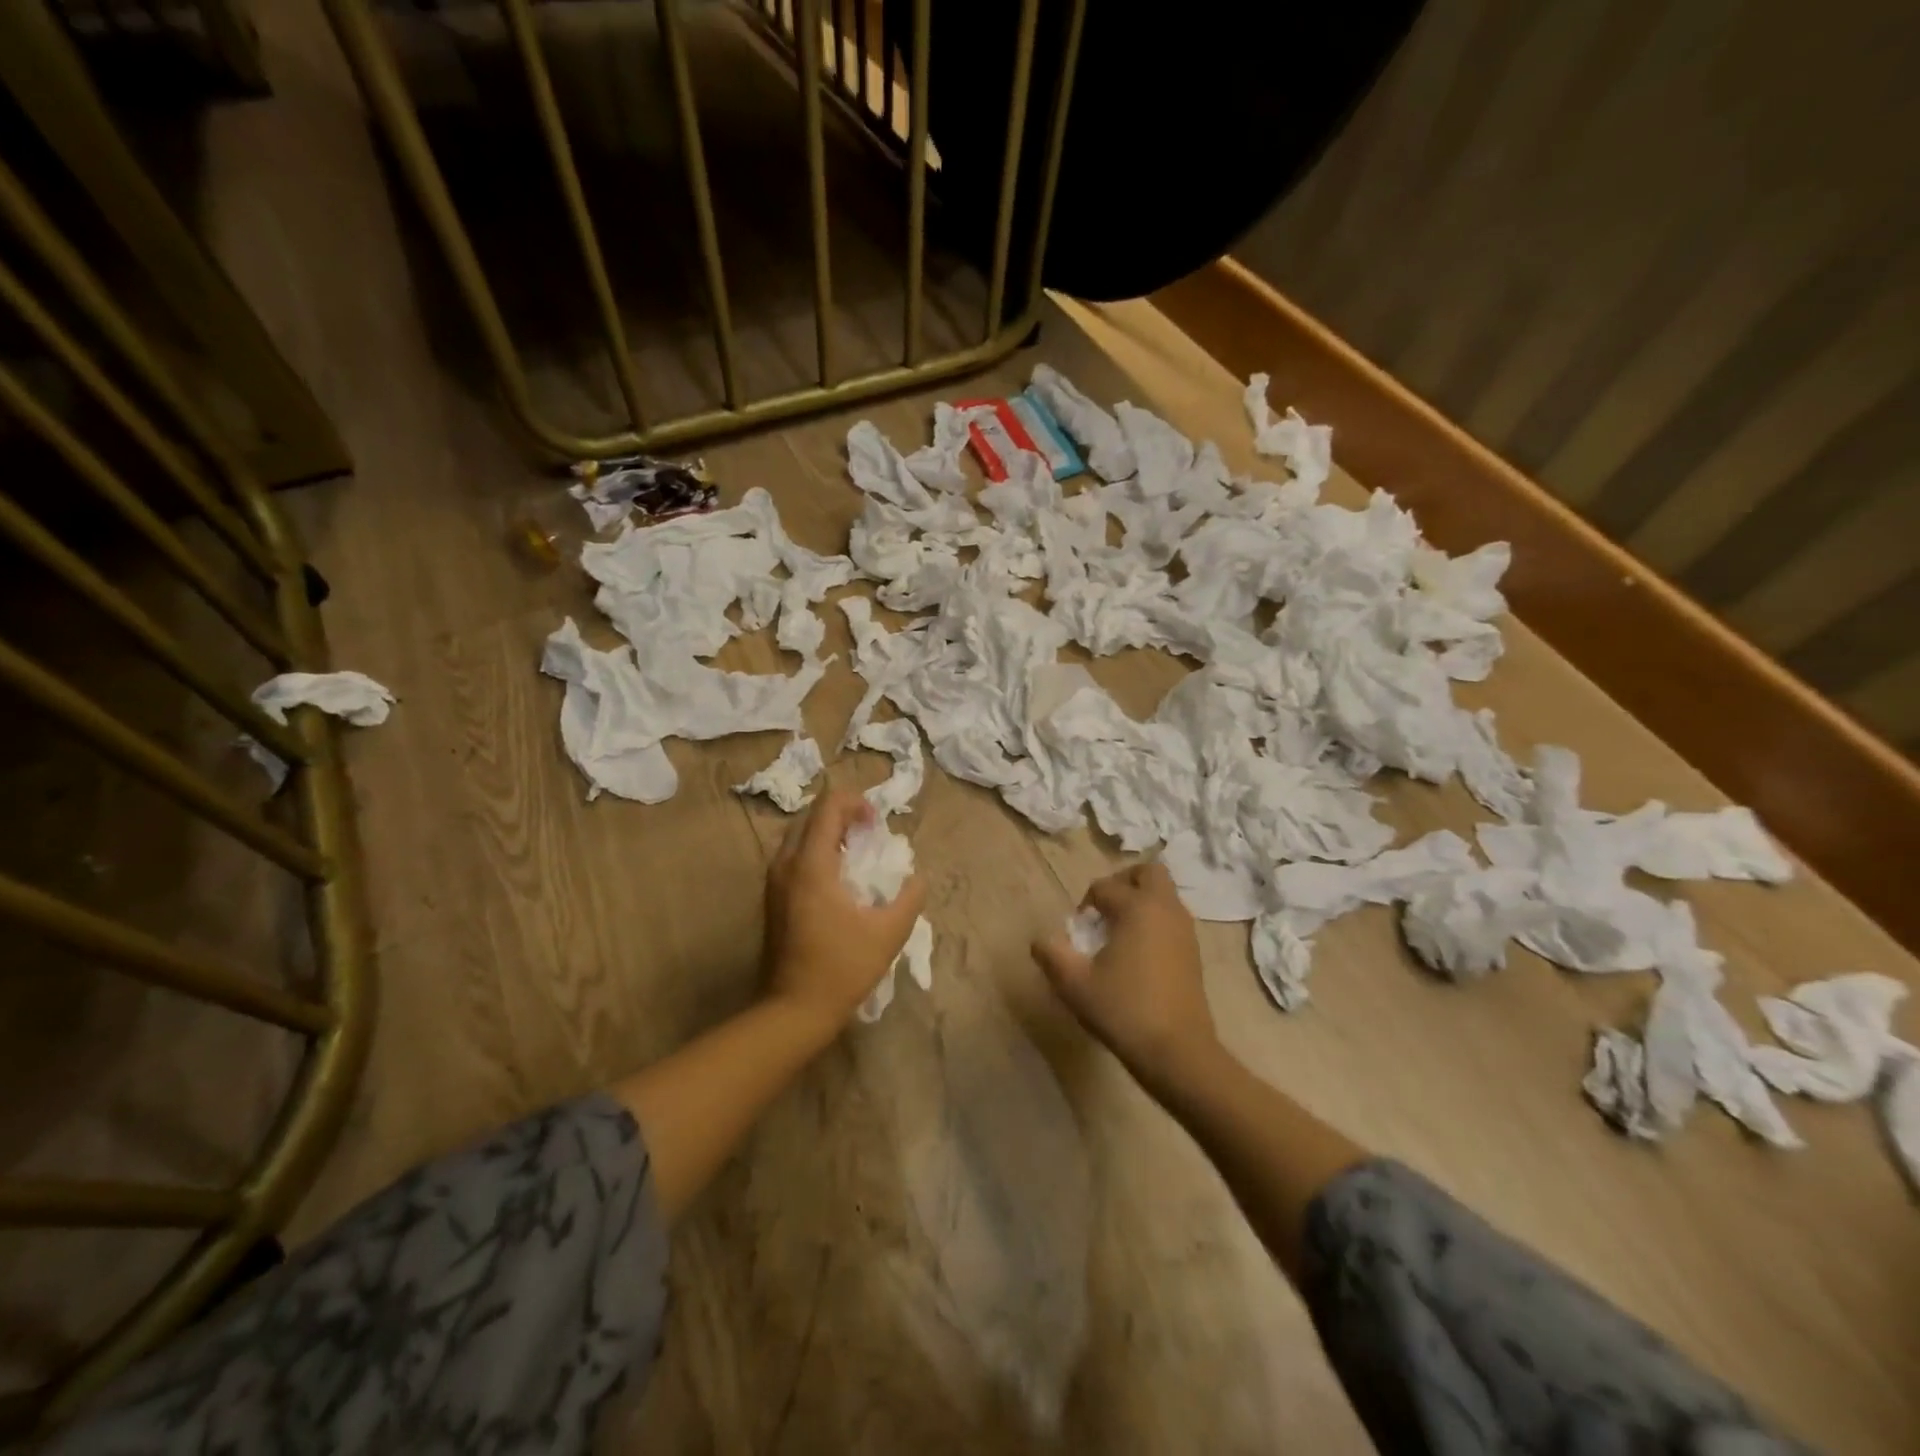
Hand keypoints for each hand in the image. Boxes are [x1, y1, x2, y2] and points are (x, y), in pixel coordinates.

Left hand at [763, 790, 926, 1035]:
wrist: (793, 1010)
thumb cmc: (842, 968)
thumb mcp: (889, 933)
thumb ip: (910, 897)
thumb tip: (916, 878)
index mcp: (812, 864)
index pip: (829, 805)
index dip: (857, 803)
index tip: (877, 826)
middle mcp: (786, 863)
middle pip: (811, 815)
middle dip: (843, 816)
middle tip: (869, 837)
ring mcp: (773, 881)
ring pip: (799, 835)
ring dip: (829, 833)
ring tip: (855, 855)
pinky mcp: (771, 897)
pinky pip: (793, 856)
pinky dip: (817, 852)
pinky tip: (838, 880)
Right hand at [1033, 862, 1218, 1088]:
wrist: (1177, 1052)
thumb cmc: (1124, 1010)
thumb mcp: (1074, 984)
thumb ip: (1052, 955)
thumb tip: (1041, 941)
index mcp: (1137, 907)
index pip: (1104, 887)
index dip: (1085, 906)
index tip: (1078, 935)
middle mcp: (1165, 909)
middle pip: (1147, 873)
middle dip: (1122, 883)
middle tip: (1104, 911)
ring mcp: (1185, 930)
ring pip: (1163, 896)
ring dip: (1140, 903)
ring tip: (1117, 936)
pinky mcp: (1193, 952)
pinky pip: (1171, 919)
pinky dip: (1154, 923)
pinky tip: (1136, 957)